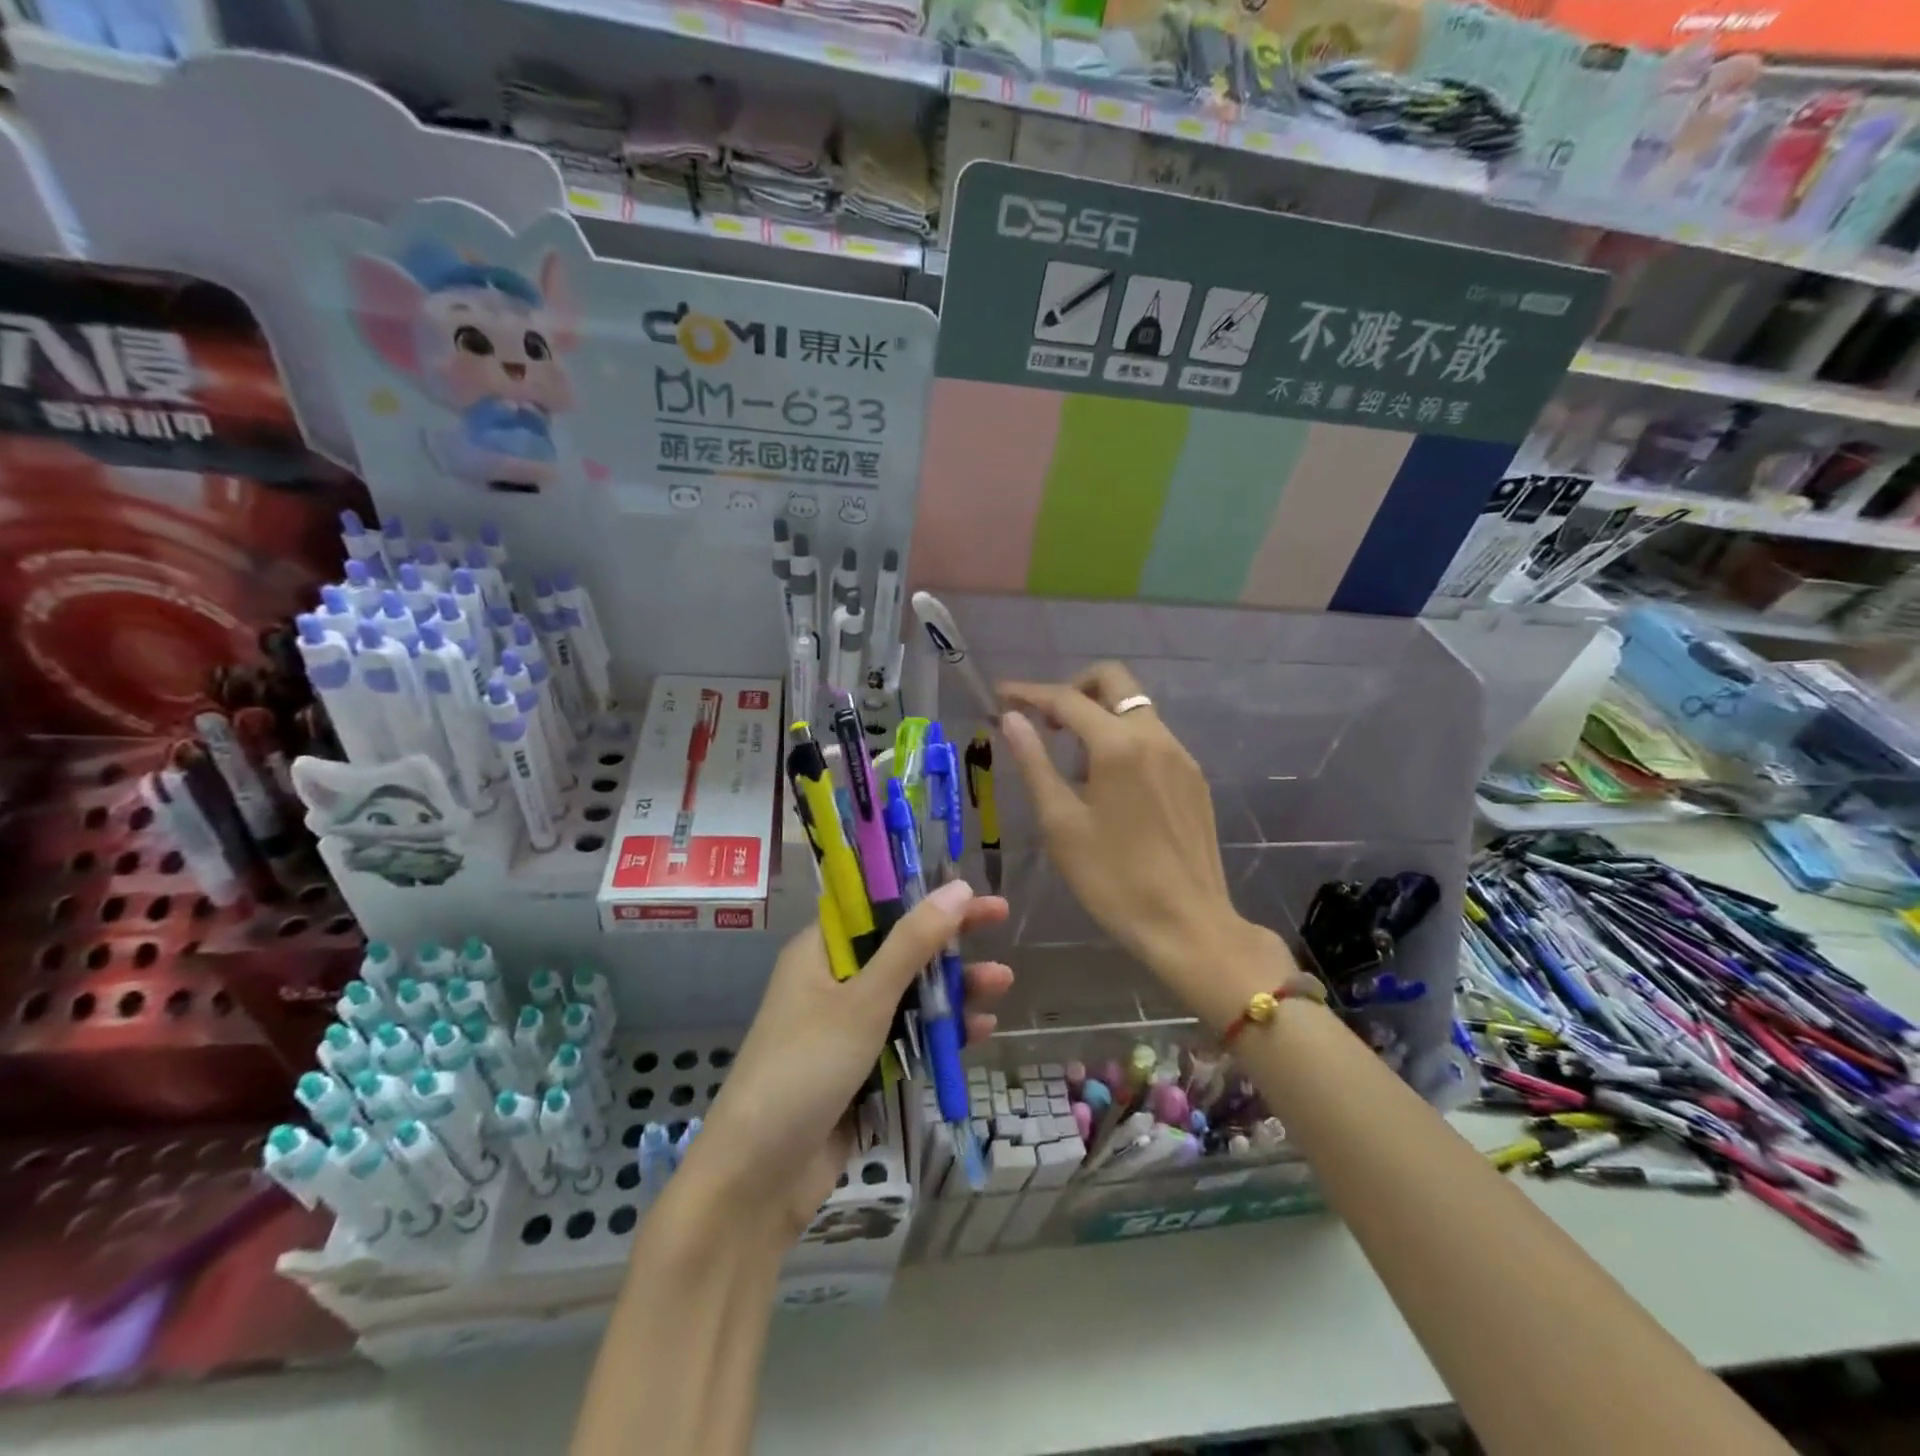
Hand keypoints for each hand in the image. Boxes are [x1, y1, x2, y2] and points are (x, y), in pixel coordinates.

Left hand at [682, 881, 1011, 1239]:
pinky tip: (980, 1029)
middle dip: (949, 939)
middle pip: (899, 948)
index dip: (922, 894)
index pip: (877, 907)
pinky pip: (908, 1039)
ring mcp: (847, 1029)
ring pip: (909, 995)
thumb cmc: (806, 1068)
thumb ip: (913, 943)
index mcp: (820, 952)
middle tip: (1000, 918)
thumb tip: (957, 887)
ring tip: (1003, 982)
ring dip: (953, 988)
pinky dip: (940, 1032)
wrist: (758, 1178)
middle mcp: (832, 983)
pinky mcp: (860, 1071)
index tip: (968, 888)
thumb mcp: (865, 999)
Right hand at [998, 662, 1285, 1029]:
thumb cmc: (1112, 879)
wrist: (1188, 924)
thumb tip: (1012, 719)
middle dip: (1073, 688)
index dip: (1029, 693)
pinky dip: (1123, 740)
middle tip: (1044, 721)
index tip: (1001, 695)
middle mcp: (1155, 737)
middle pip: (1113, 681)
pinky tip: (1108, 784)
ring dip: (1099, 716)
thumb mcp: (1061, 823)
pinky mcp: (1193, 779)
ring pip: (1135, 709)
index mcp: (1118, 746)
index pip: (1066, 699)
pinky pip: (1153, 738)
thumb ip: (1035, 762)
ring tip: (1072, 763)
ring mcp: (1181, 756)